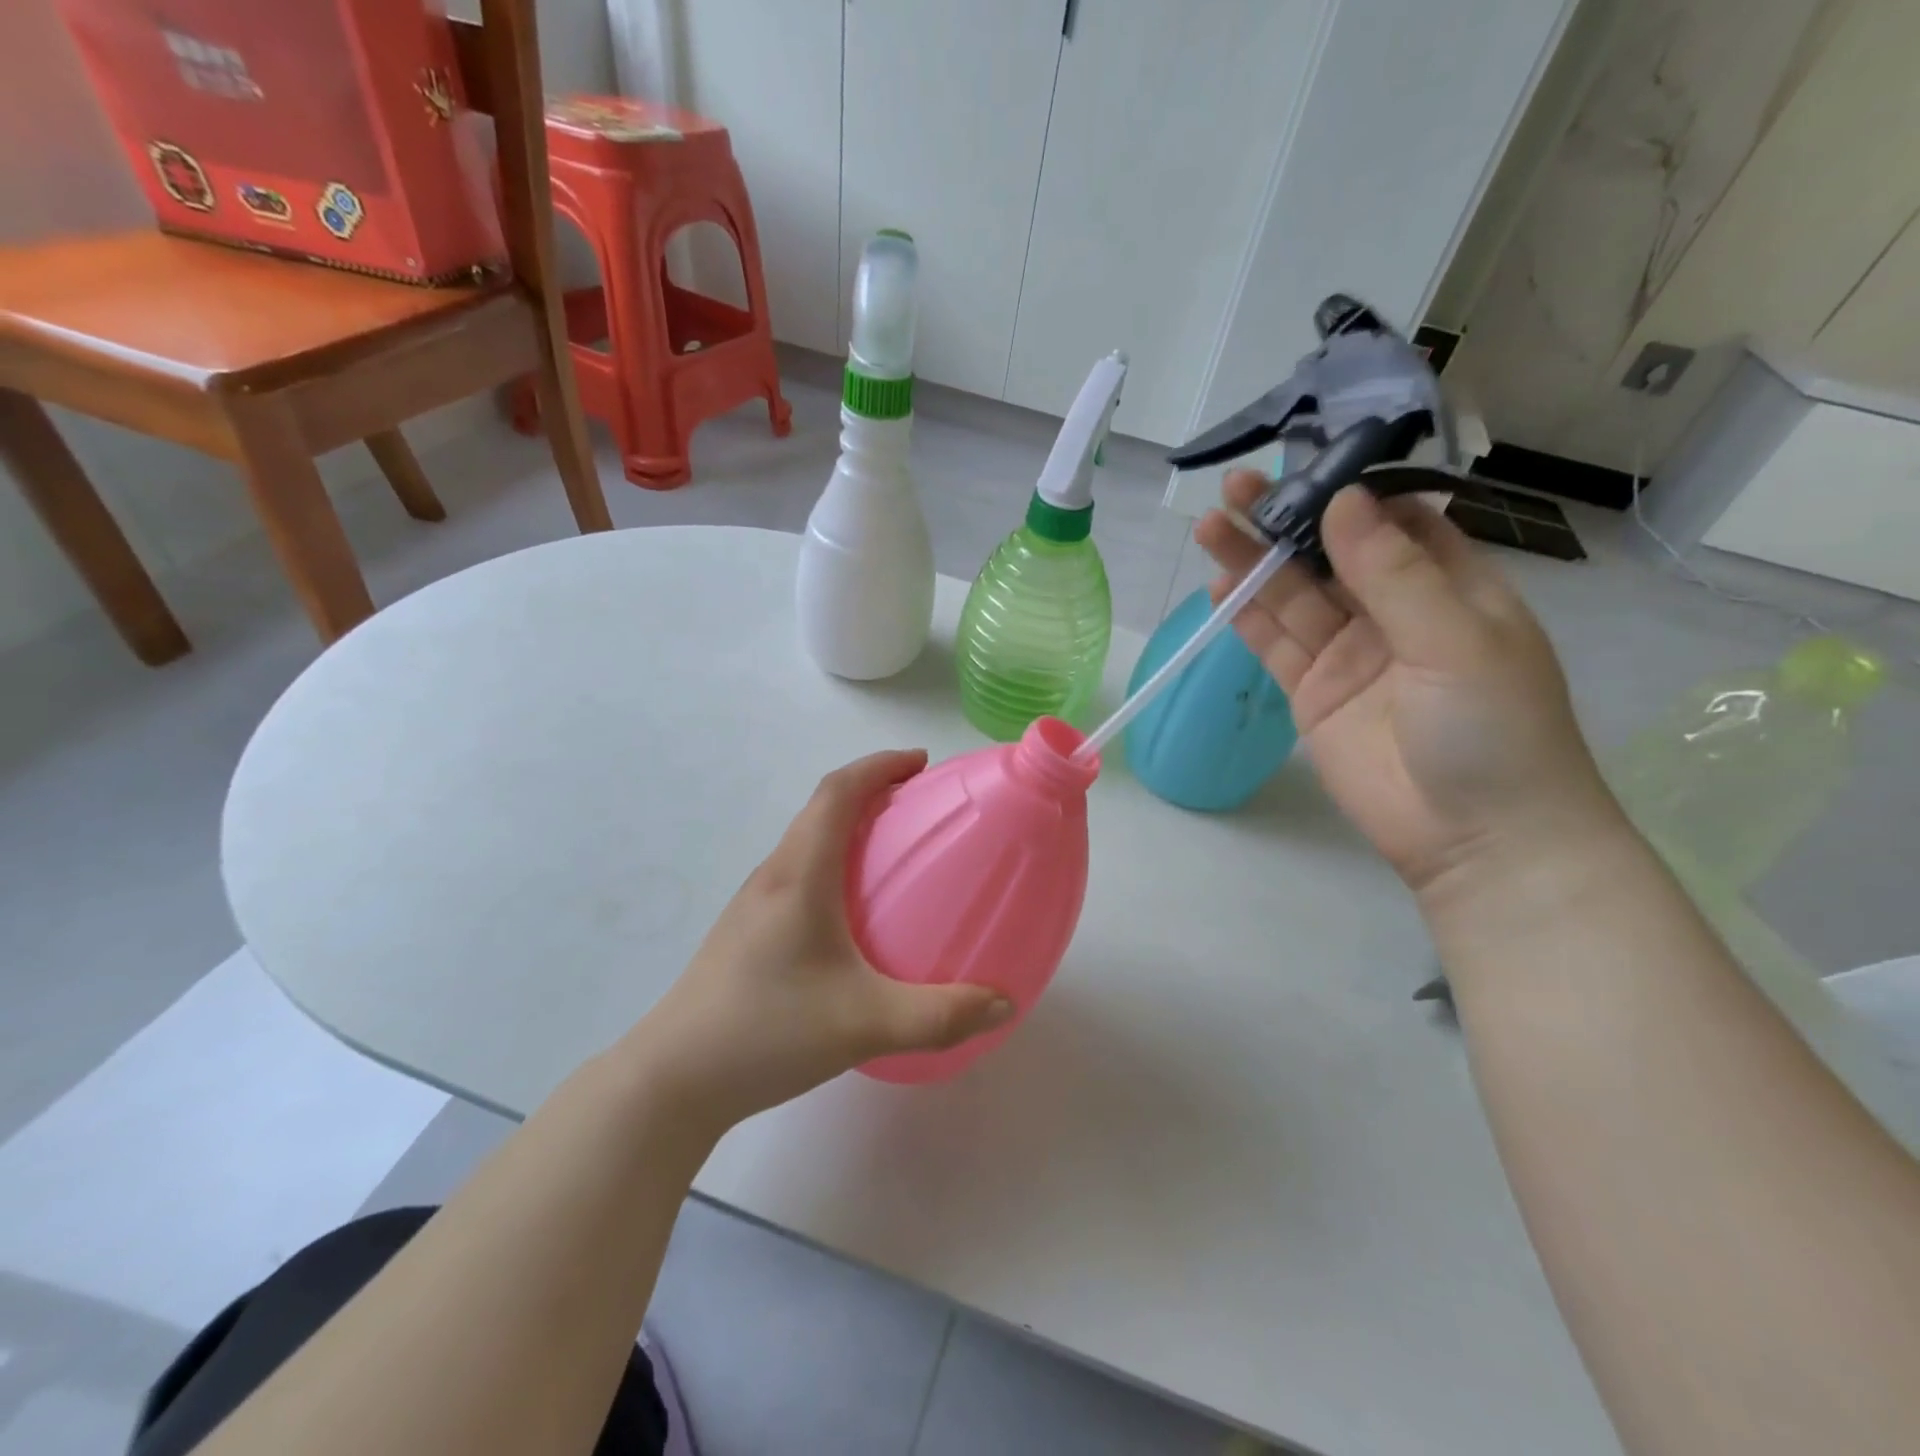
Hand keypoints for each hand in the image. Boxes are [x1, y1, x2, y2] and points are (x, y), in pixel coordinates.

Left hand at [625, 750, 1013, 1131]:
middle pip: (821, 810)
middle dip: (872, 792)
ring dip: (849, 828)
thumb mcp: (864, 1024)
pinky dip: (833, 864)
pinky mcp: (747, 932)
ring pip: (806, 842)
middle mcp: (773, 876)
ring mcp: (754, 904)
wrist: (673, 1079)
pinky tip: (855, 915)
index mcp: (799, 876)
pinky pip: (798, 875)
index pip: (837, 792)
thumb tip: (1002, 1002)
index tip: (920, 763)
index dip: (879, 765)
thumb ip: (939, 1015)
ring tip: (895, 853)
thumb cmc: (766, 1031)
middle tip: (920, 807)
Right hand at [1196, 471, 1617, 899]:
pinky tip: (1219, 586)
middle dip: (1287, 521)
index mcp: (1449, 587)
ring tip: (1212, 526)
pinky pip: (1275, 645)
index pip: (1394, 522)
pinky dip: (1248, 616)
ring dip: (1254, 562)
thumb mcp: (1456, 640)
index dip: (1349, 491)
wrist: (1476, 840)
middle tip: (1238, 487)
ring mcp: (1348, 654)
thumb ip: (1395, 573)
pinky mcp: (1312, 693)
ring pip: (1294, 596)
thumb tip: (1344, 501)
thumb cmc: (1494, 730)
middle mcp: (1394, 613)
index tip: (1304, 464)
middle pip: (1330, 555)